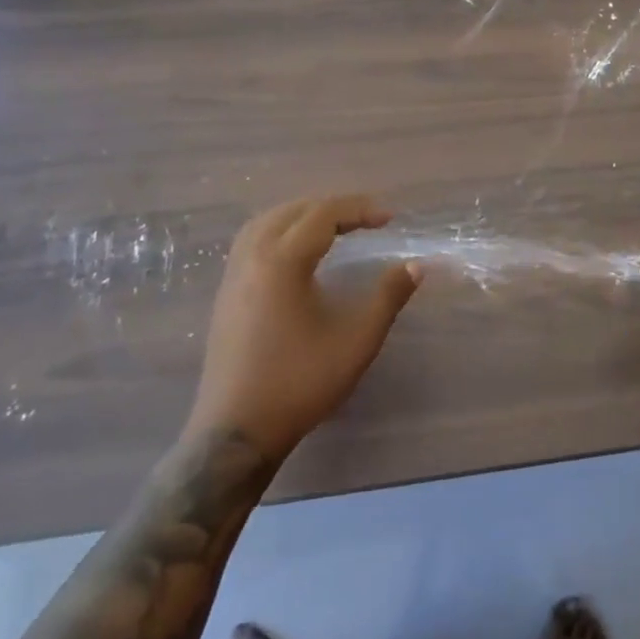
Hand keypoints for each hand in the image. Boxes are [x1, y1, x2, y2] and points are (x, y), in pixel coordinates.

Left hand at [188, 195, 422, 458]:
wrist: (237, 431)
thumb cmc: (301, 382)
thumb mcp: (357, 340)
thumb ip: (388, 297)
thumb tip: (415, 265)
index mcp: (282, 263)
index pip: (322, 215)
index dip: (359, 210)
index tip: (390, 219)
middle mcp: (252, 260)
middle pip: (291, 211)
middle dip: (331, 207)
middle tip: (365, 218)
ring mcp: (232, 278)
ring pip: (264, 224)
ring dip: (300, 215)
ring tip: (332, 226)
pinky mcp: (224, 297)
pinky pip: (250, 244)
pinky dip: (278, 232)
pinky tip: (295, 255)